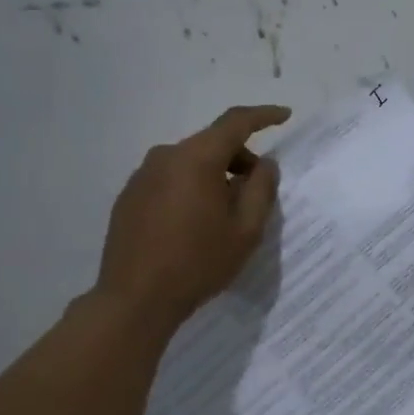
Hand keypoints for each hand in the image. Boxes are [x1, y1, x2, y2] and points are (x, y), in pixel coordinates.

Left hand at [96, 104, 289, 329]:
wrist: (135, 299)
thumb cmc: (198, 263)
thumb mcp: (245, 231)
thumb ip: (261, 190)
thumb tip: (265, 164)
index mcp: (196, 159)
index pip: (235, 123)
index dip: (263, 116)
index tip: (284, 116)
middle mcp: (165, 156)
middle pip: (211, 143)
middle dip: (239, 159)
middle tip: (255, 192)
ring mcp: (141, 176)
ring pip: (189, 162)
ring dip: (213, 176)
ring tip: (223, 215)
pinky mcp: (129, 196)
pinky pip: (168, 180)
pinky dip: (189, 189)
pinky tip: (192, 225)